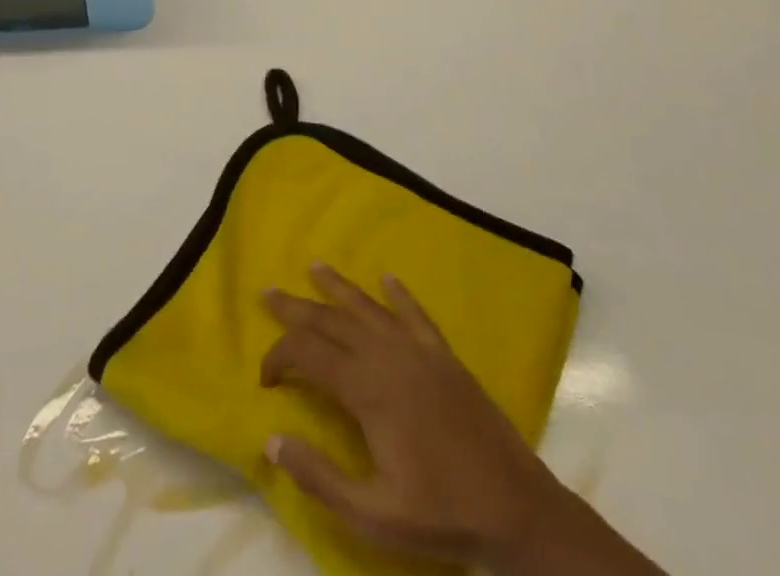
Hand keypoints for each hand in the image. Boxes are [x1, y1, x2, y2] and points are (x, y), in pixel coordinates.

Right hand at [261, 266, 661, 575]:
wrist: (514, 508)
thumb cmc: (440, 514)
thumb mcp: (372, 514)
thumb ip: (319, 476)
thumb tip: (271, 440)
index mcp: (368, 390)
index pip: (310, 356)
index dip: (281, 357)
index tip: (265, 377)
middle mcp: (388, 357)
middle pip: (332, 321)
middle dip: (297, 308)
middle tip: (268, 292)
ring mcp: (419, 351)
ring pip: (368, 308)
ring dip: (338, 287)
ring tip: (314, 266)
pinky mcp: (444, 356)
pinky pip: (416, 314)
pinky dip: (399, 294)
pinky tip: (388, 278)